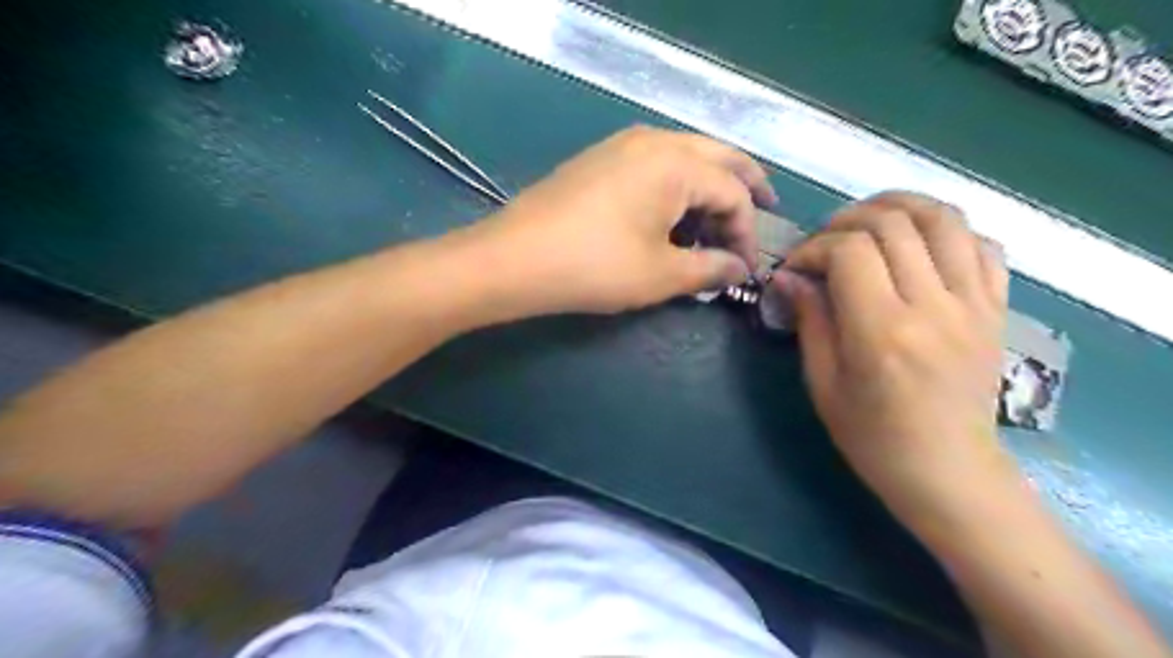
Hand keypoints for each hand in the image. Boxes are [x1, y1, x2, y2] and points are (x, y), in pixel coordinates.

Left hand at [461, 126, 776, 315]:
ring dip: (708, 188)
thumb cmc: (594, 267)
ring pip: (685, 158)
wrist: (513, 259)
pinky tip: (671, 218)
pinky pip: (654, 165)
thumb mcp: (661, 275)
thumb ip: (710, 269)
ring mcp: (622, 146)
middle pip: (718, 158)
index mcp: (677, 163)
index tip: (745, 269)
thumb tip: (739, 269)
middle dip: (745, 187)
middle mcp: (654, 141)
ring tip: (713, 227)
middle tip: (763, 212)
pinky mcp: (599, 160)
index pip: (734, 193)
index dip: (748, 232)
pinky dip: (676, 188)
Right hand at [777, 192, 1013, 531]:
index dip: (814, 248)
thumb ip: (810, 321)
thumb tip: (790, 277)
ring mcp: (974, 304)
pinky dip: (947, 229)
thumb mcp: (823, 384)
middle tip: (825, 242)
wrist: (948, 470)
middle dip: (847, 221)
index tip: (796, 267)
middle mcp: (933, 307)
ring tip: (869, 221)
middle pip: (894, 224)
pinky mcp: (996, 309)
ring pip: (944, 219)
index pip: (849, 252)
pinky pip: (983, 244)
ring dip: (900, 207)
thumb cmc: (872, 436)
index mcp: (882, 331)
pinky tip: (919, 243)